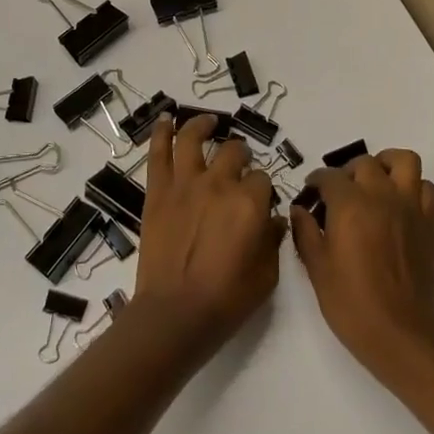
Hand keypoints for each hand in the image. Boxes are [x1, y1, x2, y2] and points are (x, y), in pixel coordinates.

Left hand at [135, 114, 286, 352]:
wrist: (175, 315)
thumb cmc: (226, 300)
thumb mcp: (266, 276)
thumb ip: (273, 241)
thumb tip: (275, 221)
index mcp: (250, 203)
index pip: (264, 180)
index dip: (263, 189)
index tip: (260, 202)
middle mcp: (219, 184)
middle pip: (234, 152)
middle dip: (241, 155)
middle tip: (239, 164)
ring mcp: (185, 184)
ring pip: (194, 139)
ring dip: (203, 125)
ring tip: (208, 121)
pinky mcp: (158, 192)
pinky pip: (158, 153)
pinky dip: (161, 132)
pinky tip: (165, 119)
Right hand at [290, 150, 433, 382]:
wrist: (399, 332)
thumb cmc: (351, 303)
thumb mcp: (317, 269)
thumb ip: (306, 233)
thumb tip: (299, 210)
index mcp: (349, 205)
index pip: (329, 177)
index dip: (316, 182)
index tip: (310, 194)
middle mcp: (381, 196)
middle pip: (364, 163)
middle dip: (347, 172)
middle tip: (338, 194)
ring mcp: (409, 206)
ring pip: (403, 161)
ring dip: (385, 164)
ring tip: (373, 182)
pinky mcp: (428, 221)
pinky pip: (425, 187)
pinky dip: (412, 186)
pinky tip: (398, 203)